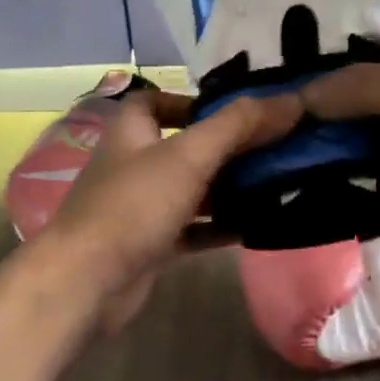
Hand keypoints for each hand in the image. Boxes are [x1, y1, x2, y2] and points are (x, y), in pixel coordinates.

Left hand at [38, 89, 300, 331]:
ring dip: (227, 189)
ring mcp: (140, 209)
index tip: (234, 111)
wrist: (88, 281)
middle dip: (226, 147)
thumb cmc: (133, 206)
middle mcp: (133, 166)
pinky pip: (190, 230)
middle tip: (274, 148)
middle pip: (183, 147)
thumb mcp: (188, 156)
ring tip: (276, 185)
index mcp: (131, 132)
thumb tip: (291, 99)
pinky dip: (218, 228)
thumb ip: (238, 126)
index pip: (154, 100)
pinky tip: (254, 227)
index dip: (190, 100)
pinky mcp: (149, 246)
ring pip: (190, 191)